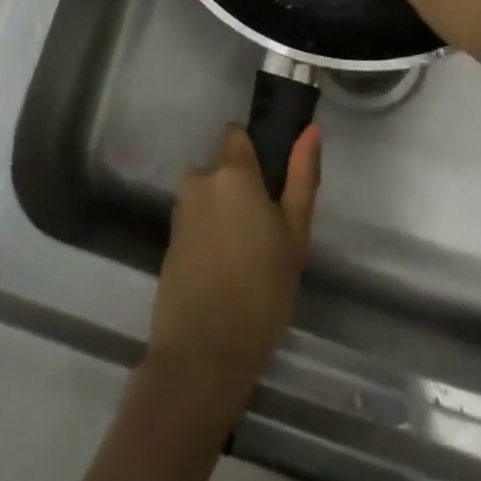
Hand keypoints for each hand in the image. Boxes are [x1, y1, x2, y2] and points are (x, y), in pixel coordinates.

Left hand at [146, 124, 320, 409]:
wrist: (202, 351)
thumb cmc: (260, 290)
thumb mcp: (294, 234)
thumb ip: (302, 176)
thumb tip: (311, 129)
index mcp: (231, 171)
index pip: (236, 134)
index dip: (253, 152)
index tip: (271, 182)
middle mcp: (200, 179)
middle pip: (223, 168)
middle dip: (240, 189)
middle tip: (266, 232)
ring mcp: (180, 210)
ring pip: (210, 197)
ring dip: (225, 213)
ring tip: (247, 258)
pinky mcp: (168, 239)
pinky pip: (196, 222)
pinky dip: (210, 236)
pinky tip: (225, 271)